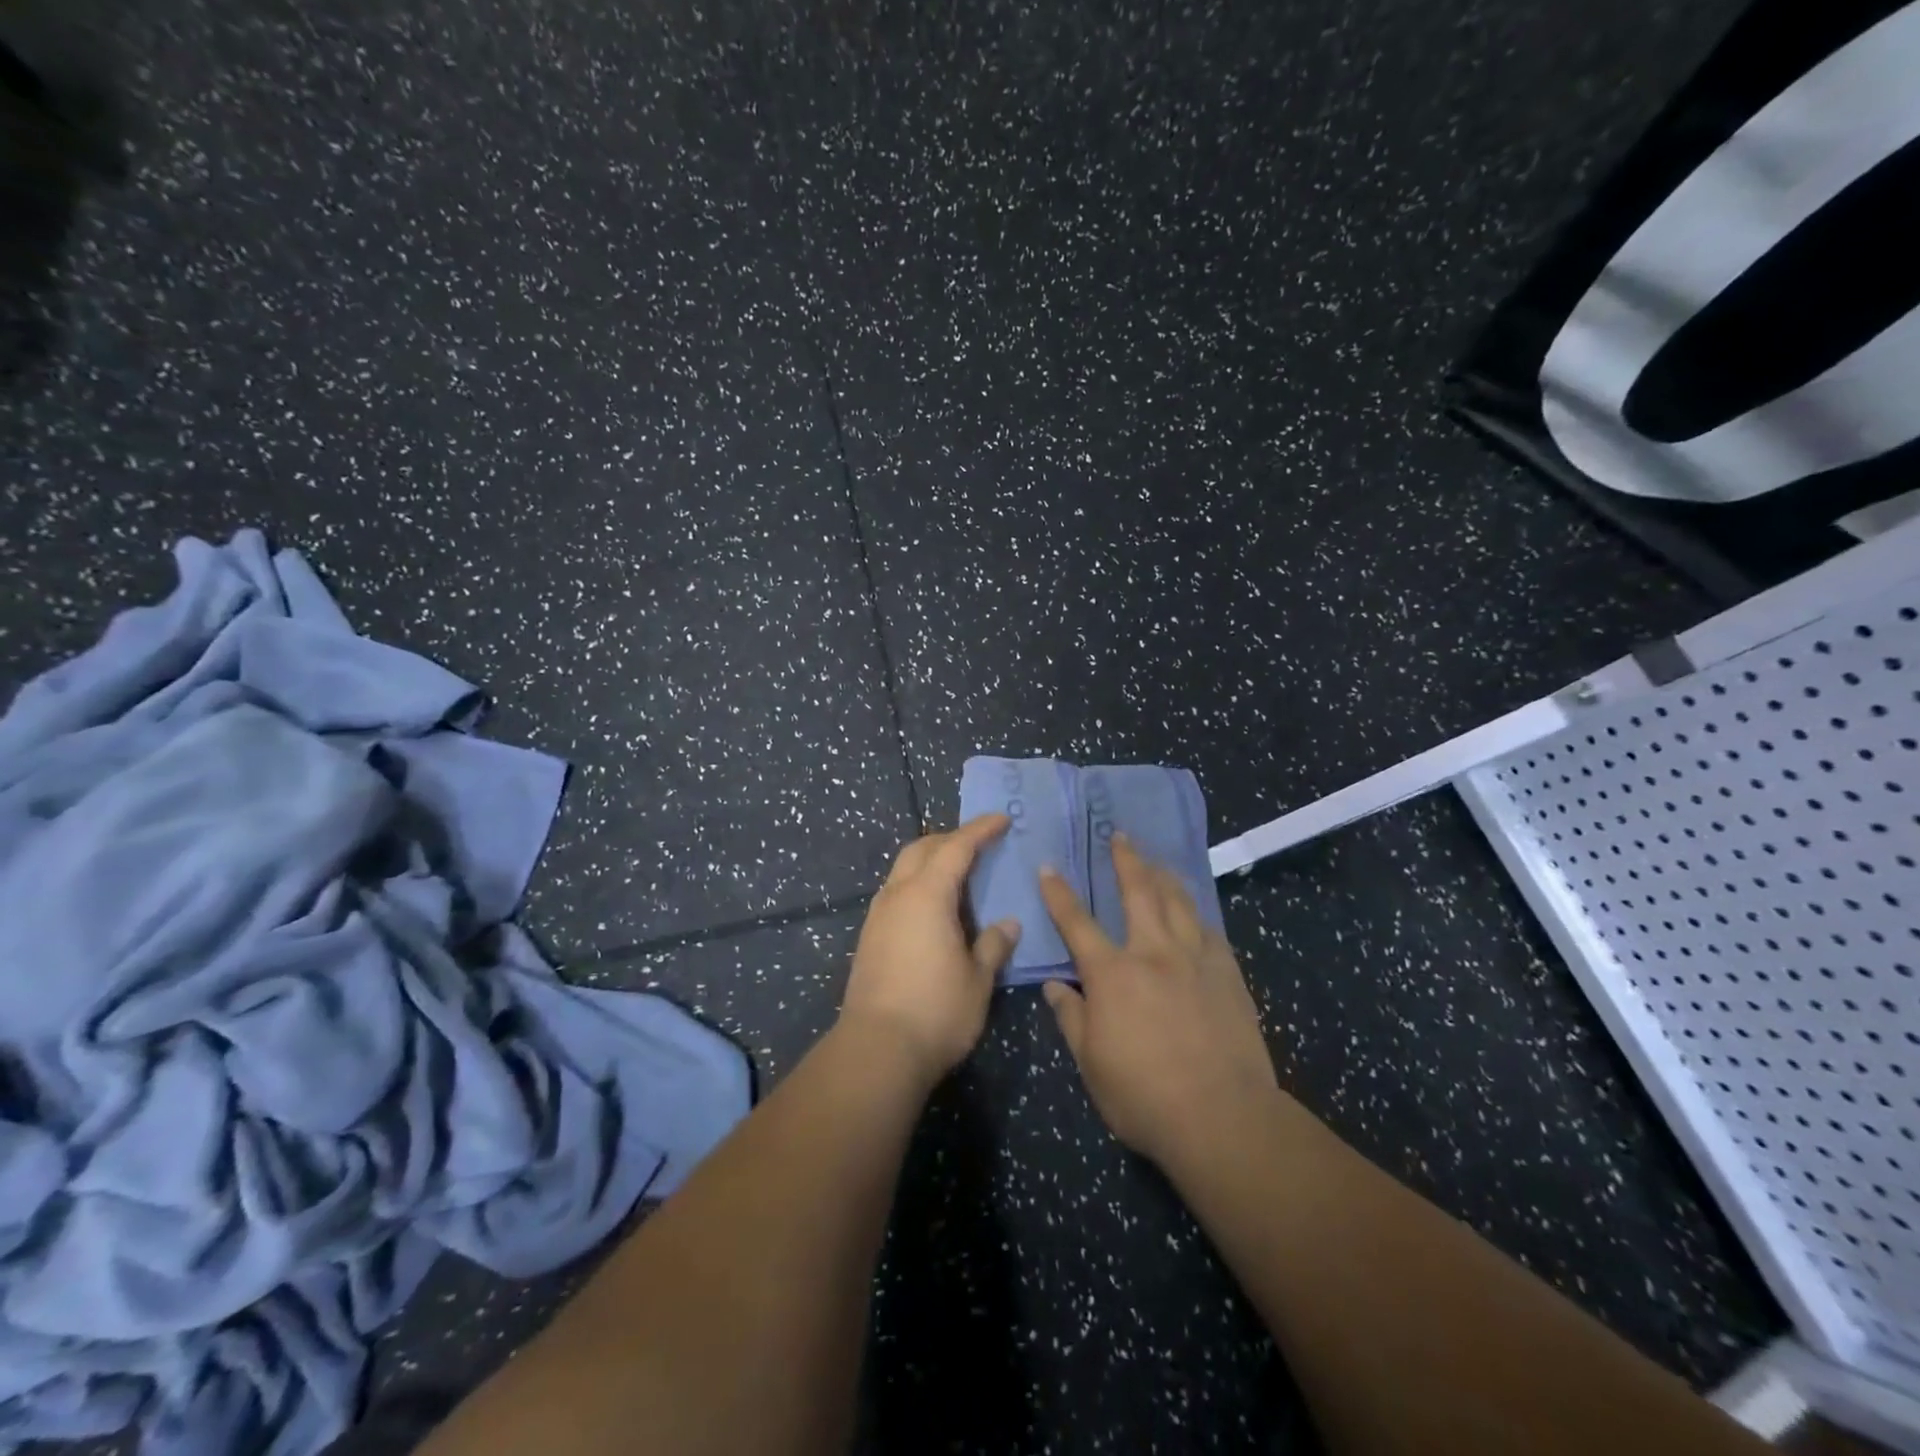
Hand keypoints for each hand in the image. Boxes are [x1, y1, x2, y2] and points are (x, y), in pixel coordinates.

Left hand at [840, 814, 1020, 1085]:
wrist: (876, 1050)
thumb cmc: (936, 1011)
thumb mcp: (977, 979)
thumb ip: (993, 945)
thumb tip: (1008, 924)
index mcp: (927, 895)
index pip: (956, 848)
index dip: (980, 830)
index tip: (1001, 819)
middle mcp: (898, 895)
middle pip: (922, 849)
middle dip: (950, 839)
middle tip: (979, 843)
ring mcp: (878, 916)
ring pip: (903, 869)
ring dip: (930, 860)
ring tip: (958, 874)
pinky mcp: (869, 937)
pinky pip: (895, 892)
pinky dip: (918, 884)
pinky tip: (934, 908)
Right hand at [1038, 834, 1278, 1170]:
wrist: (1222, 1117)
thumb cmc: (1143, 1096)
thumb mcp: (1090, 1063)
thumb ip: (1070, 1018)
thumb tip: (1054, 986)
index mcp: (1112, 974)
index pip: (1077, 923)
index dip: (1060, 893)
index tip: (1050, 867)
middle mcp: (1153, 953)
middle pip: (1137, 893)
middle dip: (1125, 860)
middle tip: (1120, 835)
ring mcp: (1195, 960)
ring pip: (1178, 902)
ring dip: (1164, 876)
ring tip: (1157, 860)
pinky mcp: (1228, 975)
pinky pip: (1210, 931)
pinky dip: (1197, 914)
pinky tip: (1195, 911)